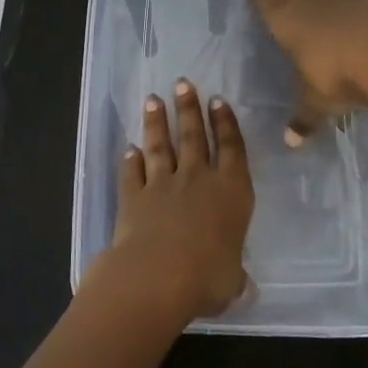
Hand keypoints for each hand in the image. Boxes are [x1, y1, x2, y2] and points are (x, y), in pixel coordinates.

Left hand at [102, 79, 253, 319]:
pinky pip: (132, 172)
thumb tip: (239, 284)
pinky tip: (128, 148)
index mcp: (231, 191)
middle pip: (194, 136)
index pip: (231, 148)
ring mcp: (162, 184)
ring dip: (157, 123)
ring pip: (161, 146)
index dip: (225, 123)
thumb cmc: (207, 277)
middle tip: (183, 83)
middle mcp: (197, 179)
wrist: (157, 275)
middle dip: (189, 108)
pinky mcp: (132, 196)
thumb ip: (234, 274)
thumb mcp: (232, 280)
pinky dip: (130, 160)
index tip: (218, 100)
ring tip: (153, 100)